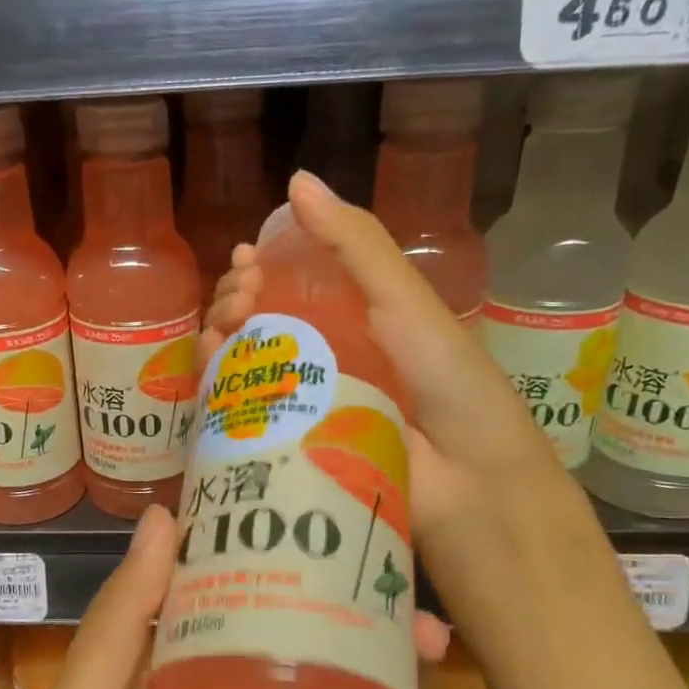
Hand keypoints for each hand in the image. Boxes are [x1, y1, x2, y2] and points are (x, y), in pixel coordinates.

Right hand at [206, 173, 601, 643]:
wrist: (476, 507)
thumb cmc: (454, 397)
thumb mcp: (409, 312)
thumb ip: (359, 249)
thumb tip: (298, 181)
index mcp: (360, 329)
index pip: (295, 286)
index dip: (265, 267)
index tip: (246, 262)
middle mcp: (327, 367)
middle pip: (263, 323)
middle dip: (238, 301)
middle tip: (237, 301)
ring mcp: (304, 413)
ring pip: (245, 366)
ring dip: (223, 340)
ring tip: (223, 332)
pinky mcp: (287, 456)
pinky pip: (241, 414)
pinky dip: (219, 387)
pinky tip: (212, 370)